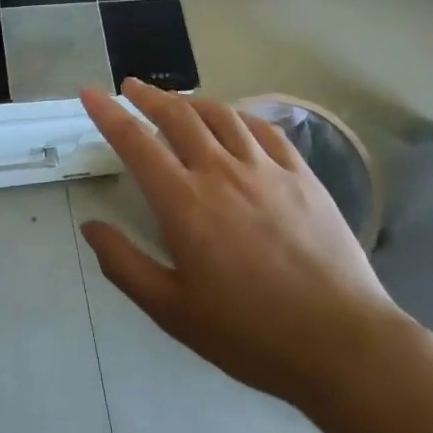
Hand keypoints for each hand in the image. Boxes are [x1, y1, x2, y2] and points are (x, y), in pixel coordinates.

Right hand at [77, 79, 406, 408]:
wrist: (343, 344)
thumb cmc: (249, 334)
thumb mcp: (172, 310)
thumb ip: (124, 264)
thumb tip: (91, 226)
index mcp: (184, 203)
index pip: (135, 142)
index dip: (108, 113)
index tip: (90, 92)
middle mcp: (221, 173)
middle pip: (178, 116)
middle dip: (148, 96)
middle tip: (130, 87)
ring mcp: (267, 170)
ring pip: (221, 115)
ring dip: (191, 100)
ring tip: (176, 101)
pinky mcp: (303, 177)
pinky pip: (265, 131)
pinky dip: (239, 116)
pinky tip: (233, 121)